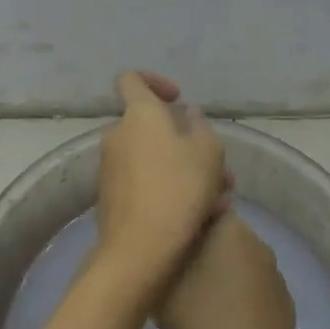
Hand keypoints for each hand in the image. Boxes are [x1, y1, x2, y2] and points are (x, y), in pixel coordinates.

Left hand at [93, 71, 228, 291]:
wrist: (140, 248)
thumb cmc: (179, 188)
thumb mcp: (208, 151)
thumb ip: (199, 125)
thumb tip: (186, 114)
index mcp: (139, 113)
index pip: (132, 79)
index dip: (155, 82)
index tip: (178, 101)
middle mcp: (118, 134)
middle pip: (151, 127)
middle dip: (185, 141)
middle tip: (218, 167)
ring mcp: (110, 167)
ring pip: (154, 158)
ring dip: (184, 170)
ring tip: (219, 198)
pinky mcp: (110, 198)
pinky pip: (145, 183)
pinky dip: (169, 191)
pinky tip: (201, 216)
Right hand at [157, 213, 297, 328]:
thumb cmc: (202, 321)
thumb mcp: (164, 283)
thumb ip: (162, 252)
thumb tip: (163, 236)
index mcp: (230, 228)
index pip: (204, 210)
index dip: (184, 226)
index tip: (169, 248)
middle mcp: (257, 240)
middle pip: (222, 236)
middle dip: (203, 250)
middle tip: (180, 277)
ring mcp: (274, 271)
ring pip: (239, 261)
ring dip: (223, 273)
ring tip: (202, 303)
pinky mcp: (283, 299)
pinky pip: (254, 287)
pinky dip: (241, 296)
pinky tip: (227, 321)